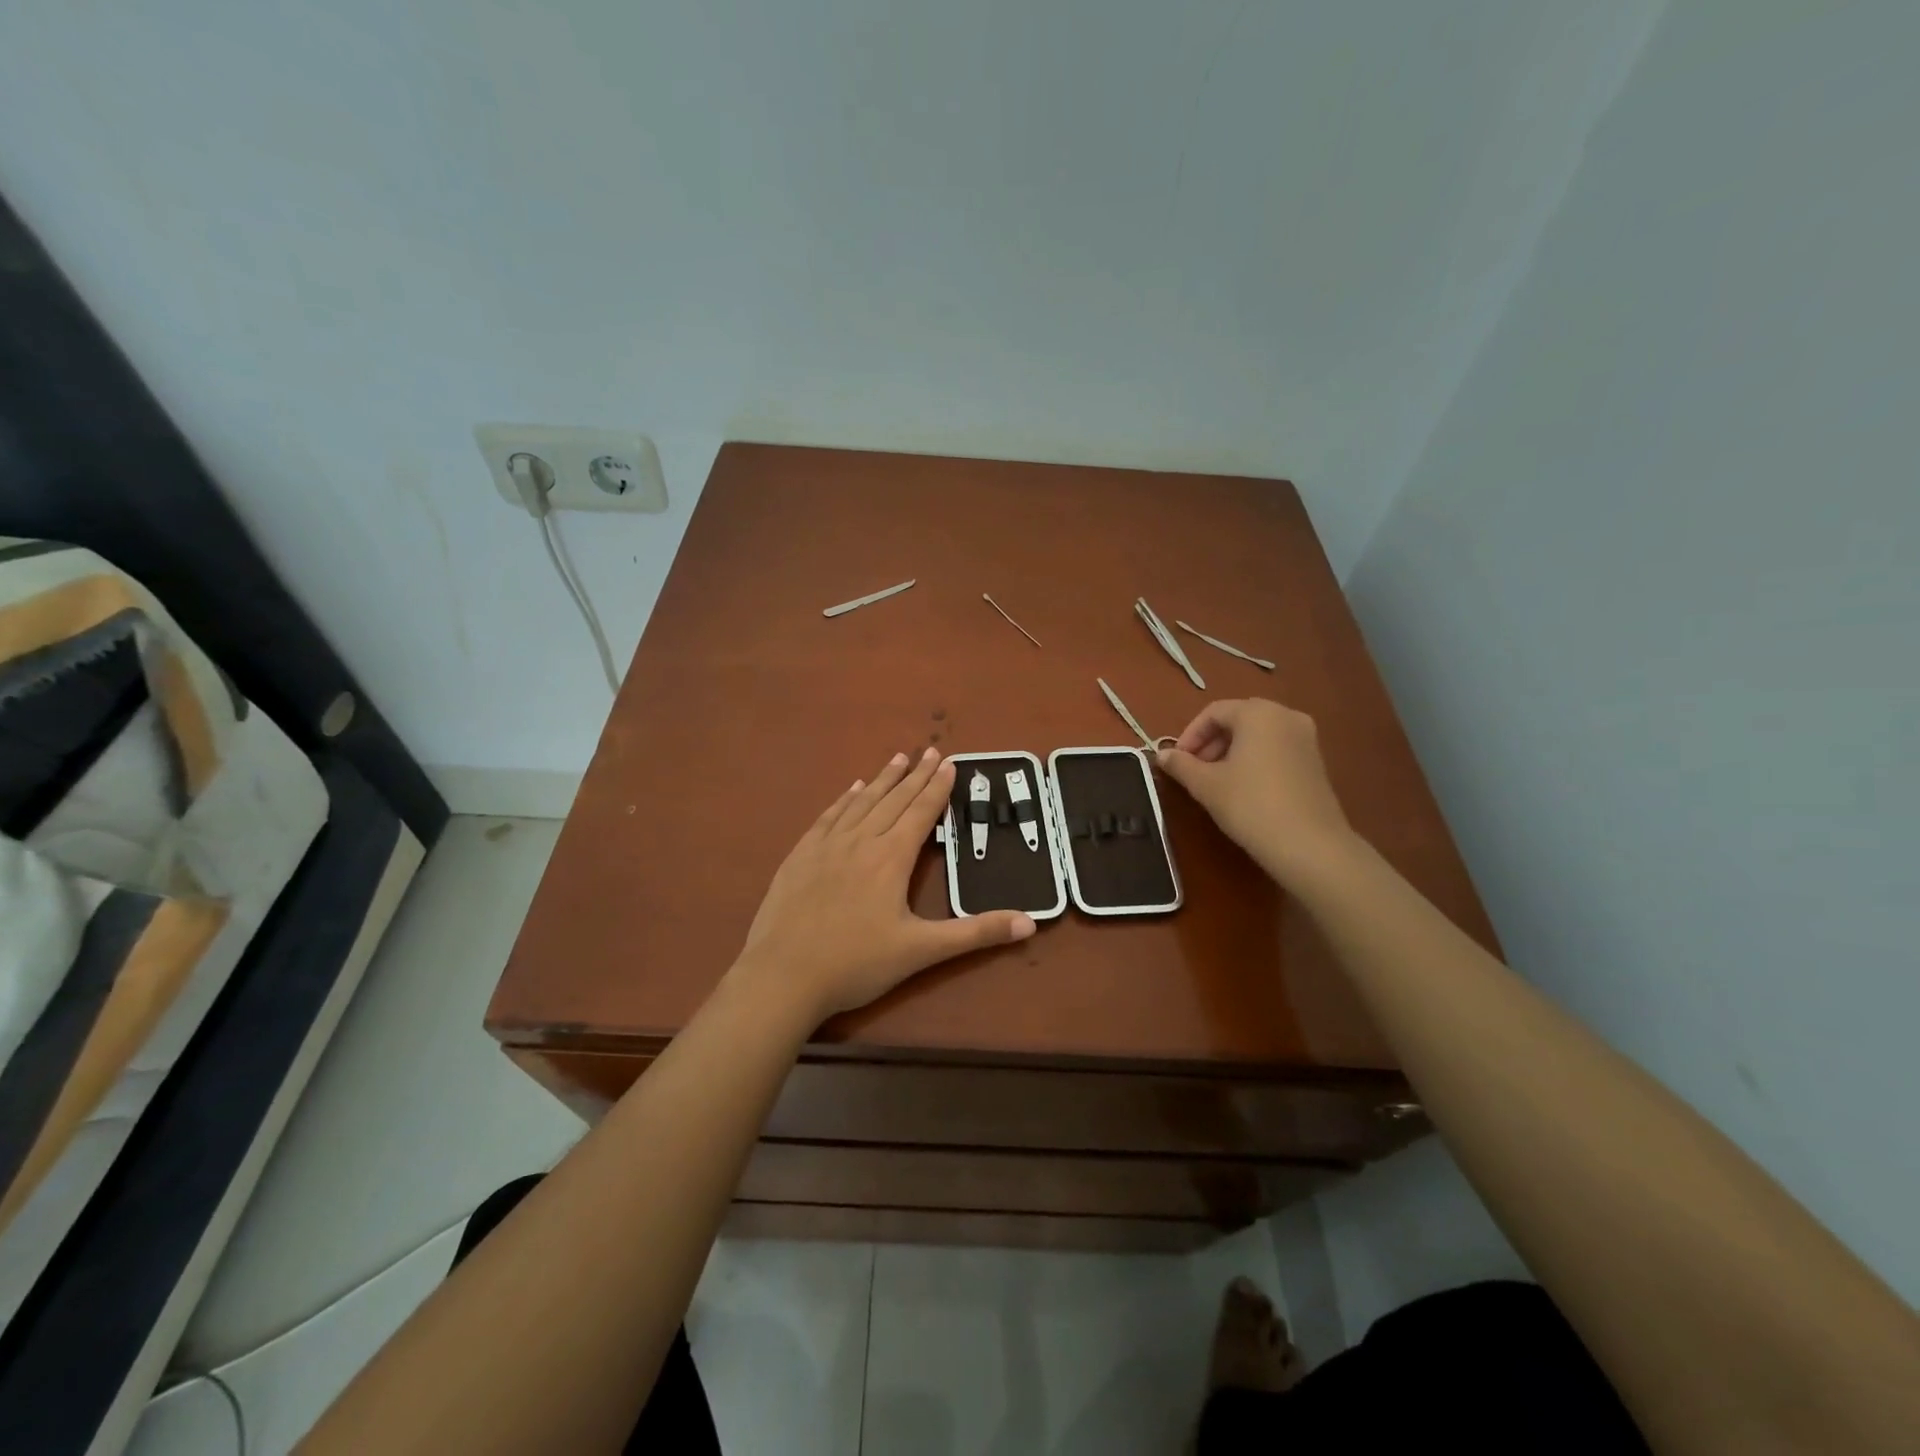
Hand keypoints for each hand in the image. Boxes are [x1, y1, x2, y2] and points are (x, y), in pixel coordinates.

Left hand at [733, 747, 1035, 1022]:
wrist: (782, 976)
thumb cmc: (856, 964)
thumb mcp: (922, 951)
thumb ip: (975, 933)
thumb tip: (1030, 923)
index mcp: (891, 858)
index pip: (920, 813)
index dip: (937, 788)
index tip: (949, 762)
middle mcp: (860, 841)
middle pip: (894, 800)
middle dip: (915, 775)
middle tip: (930, 750)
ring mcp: (826, 845)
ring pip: (861, 802)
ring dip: (883, 779)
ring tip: (898, 759)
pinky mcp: (800, 855)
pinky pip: (829, 816)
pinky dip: (845, 799)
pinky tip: (852, 789)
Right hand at [1155, 698, 1355, 884]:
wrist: (1310, 845)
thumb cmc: (1251, 805)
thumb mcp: (1206, 785)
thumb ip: (1181, 764)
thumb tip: (1162, 755)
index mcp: (1258, 713)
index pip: (1214, 712)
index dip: (1189, 735)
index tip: (1177, 761)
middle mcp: (1286, 716)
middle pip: (1237, 720)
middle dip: (1210, 742)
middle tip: (1193, 771)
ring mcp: (1306, 738)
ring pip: (1258, 735)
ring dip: (1231, 751)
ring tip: (1215, 781)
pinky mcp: (1316, 761)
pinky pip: (1276, 748)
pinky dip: (1254, 759)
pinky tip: (1243, 788)